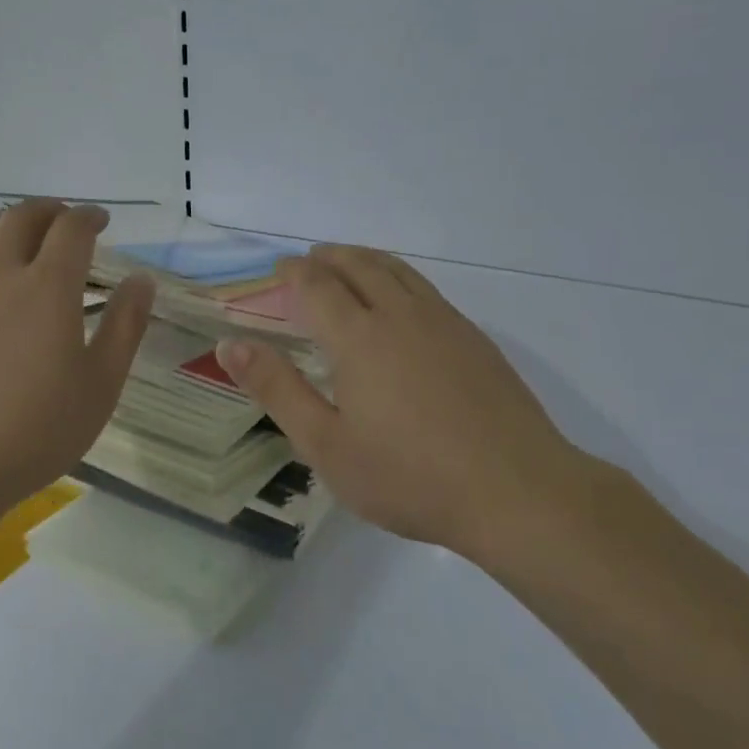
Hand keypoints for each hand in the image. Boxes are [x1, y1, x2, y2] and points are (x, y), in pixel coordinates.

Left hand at [0, 200, 153, 516]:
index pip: (71, 229)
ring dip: (8, 220)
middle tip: (66, 221)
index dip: (90, 217)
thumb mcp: (100, 386)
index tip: (101, 221)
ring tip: (22, 232)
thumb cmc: (33, 432)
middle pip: (22, 216)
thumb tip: (141, 280)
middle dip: (51, 210)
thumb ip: (125, 326)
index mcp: (47, 287)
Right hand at [219, 245, 601, 561]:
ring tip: (348, 266)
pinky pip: (425, 289)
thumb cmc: (410, 476)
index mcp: (358, 336)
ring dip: (365, 259)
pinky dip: (398, 278)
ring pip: (397, 270)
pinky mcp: (474, 338)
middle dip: (327, 257)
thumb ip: (277, 390)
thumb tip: (231, 345)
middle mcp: (400, 314)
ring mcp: (443, 322)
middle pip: (358, 265)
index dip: (292, 272)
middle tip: (308, 261)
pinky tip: (401, 305)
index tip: (277, 270)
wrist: (517, 491)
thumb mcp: (327, 445)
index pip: (316, 284)